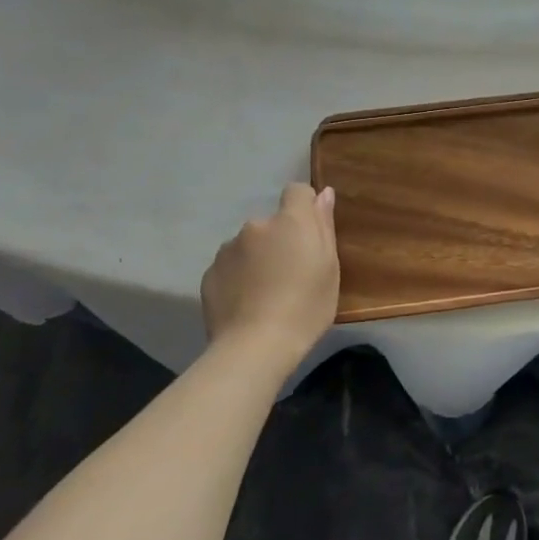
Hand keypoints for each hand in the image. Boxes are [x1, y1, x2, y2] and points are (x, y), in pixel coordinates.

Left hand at [200, 184, 339, 362]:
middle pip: (272, 223)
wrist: (254, 348)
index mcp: (290, 221)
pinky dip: (239, 276)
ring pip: (249, 244)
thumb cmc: (305, 307)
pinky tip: (246, 303)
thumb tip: (323, 193)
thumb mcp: (329, 268)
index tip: (310, 234)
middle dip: (280, 239)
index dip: (305, 207)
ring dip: (257, 257)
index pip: (296, 191)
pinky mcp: (209, 273)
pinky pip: (230, 266)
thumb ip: (324, 226)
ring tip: (265, 292)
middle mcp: (256, 226)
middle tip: (290, 273)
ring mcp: (228, 249)